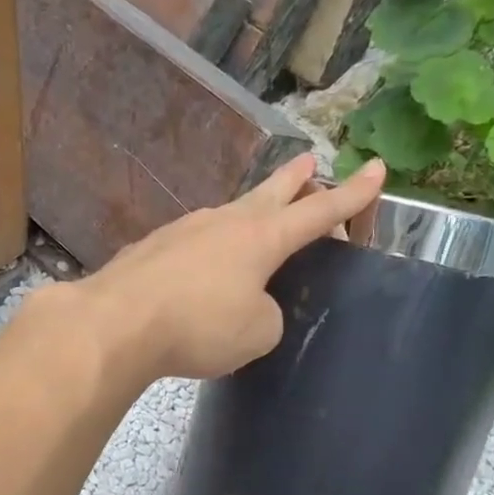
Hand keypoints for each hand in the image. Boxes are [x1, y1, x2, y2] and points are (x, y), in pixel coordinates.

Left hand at [76, 153, 384, 381]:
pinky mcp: (154, 249)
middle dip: (296, 180)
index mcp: (262, 237)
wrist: (116, 322)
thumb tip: (250, 305)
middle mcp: (225, 222)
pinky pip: (196, 242)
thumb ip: (266, 314)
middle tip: (310, 162)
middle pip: (271, 193)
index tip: (376, 169)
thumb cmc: (199, 325)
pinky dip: (213, 248)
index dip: (352, 195)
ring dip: (251, 213)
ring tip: (259, 218)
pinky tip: (205, 266)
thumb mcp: (257, 331)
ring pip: (230, 215)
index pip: (319, 211)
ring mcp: (185, 231)